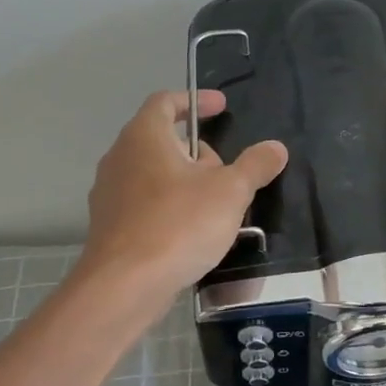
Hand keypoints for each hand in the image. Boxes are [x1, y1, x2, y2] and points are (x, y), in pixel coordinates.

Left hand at [77, 89, 287, 305]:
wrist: (125, 285)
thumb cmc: (179, 225)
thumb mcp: (230, 192)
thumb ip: (255, 165)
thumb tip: (275, 147)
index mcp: (144, 137)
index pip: (165, 102)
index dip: (195, 100)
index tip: (221, 107)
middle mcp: (120, 158)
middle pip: (161, 140)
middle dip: (197, 150)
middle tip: (227, 171)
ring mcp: (110, 194)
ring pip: (154, 175)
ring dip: (185, 182)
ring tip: (215, 205)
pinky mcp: (110, 226)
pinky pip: (146, 204)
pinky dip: (170, 207)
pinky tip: (192, 233)